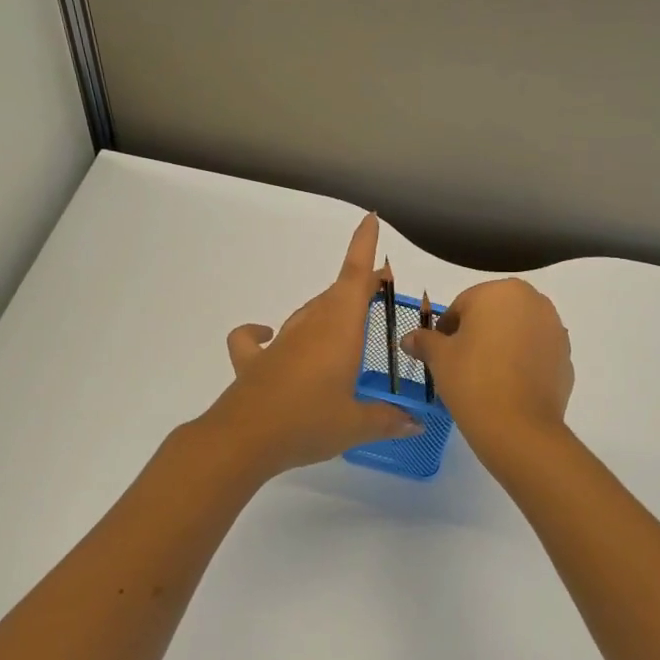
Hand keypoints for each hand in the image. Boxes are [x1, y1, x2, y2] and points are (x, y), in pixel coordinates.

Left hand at [205, 214, 421, 477]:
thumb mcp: (356, 425)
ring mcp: (279, 342)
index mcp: (339, 331)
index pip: (355, 279)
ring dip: (326, 311)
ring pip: (307, 314)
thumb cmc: (308, 423)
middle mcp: (310, 327)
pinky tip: (269, 338)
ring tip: (343, 325)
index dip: (363, 247)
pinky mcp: (252, 360)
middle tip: (378, 291)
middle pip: (335, 295)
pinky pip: (256, 338)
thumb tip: (415, 424)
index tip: (369, 219)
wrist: (244, 439)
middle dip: (358, 287)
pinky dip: (261, 332)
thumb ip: (388, 420)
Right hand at [402, 279, 572, 463]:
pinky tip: (507, 388)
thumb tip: (409, 339)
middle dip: (476, 334)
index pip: (462, 305)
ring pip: (517, 333)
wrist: (518, 428)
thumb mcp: (439, 358)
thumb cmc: (472, 380)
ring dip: (501, 347)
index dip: (446, 330)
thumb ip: (424, 341)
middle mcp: (534, 302)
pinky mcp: (566, 358)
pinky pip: (535, 354)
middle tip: (460, 365)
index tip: (438, 354)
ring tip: (484, 378)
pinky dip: (521, 364)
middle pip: (493, 315)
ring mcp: (555, 330)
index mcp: (501, 292)